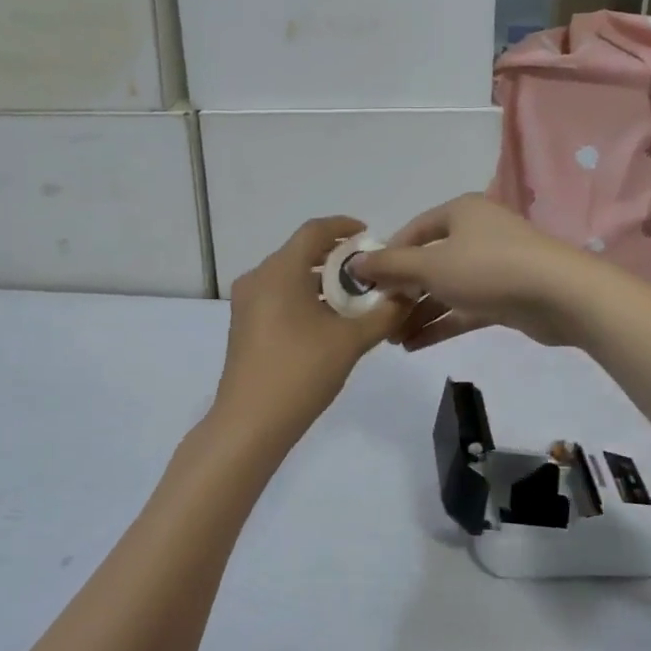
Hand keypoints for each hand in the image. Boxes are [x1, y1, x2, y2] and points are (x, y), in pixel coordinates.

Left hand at [212, 216, 409, 438]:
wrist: (250, 423)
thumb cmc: (300, 372)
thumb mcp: (350, 342)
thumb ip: (383, 313)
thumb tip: (407, 294)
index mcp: (279, 271)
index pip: (314, 231)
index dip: (343, 227)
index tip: (369, 235)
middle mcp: (258, 278)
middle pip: (300, 253)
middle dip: (336, 258)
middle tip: (369, 272)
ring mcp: (246, 303)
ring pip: (289, 277)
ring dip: (321, 282)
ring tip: (354, 299)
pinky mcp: (244, 326)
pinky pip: (278, 297)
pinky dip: (304, 298)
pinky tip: (328, 322)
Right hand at [349, 194, 601, 350]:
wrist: (560, 295)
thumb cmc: (488, 268)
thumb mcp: (431, 266)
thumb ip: (391, 266)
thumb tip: (355, 263)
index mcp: (459, 213)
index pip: (413, 231)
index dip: (387, 256)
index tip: (365, 283)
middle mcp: (475, 234)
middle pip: (428, 262)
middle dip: (401, 291)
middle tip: (377, 317)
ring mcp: (492, 266)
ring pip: (445, 289)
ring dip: (418, 313)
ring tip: (391, 339)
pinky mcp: (504, 296)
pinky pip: (463, 308)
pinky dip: (441, 324)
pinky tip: (413, 346)